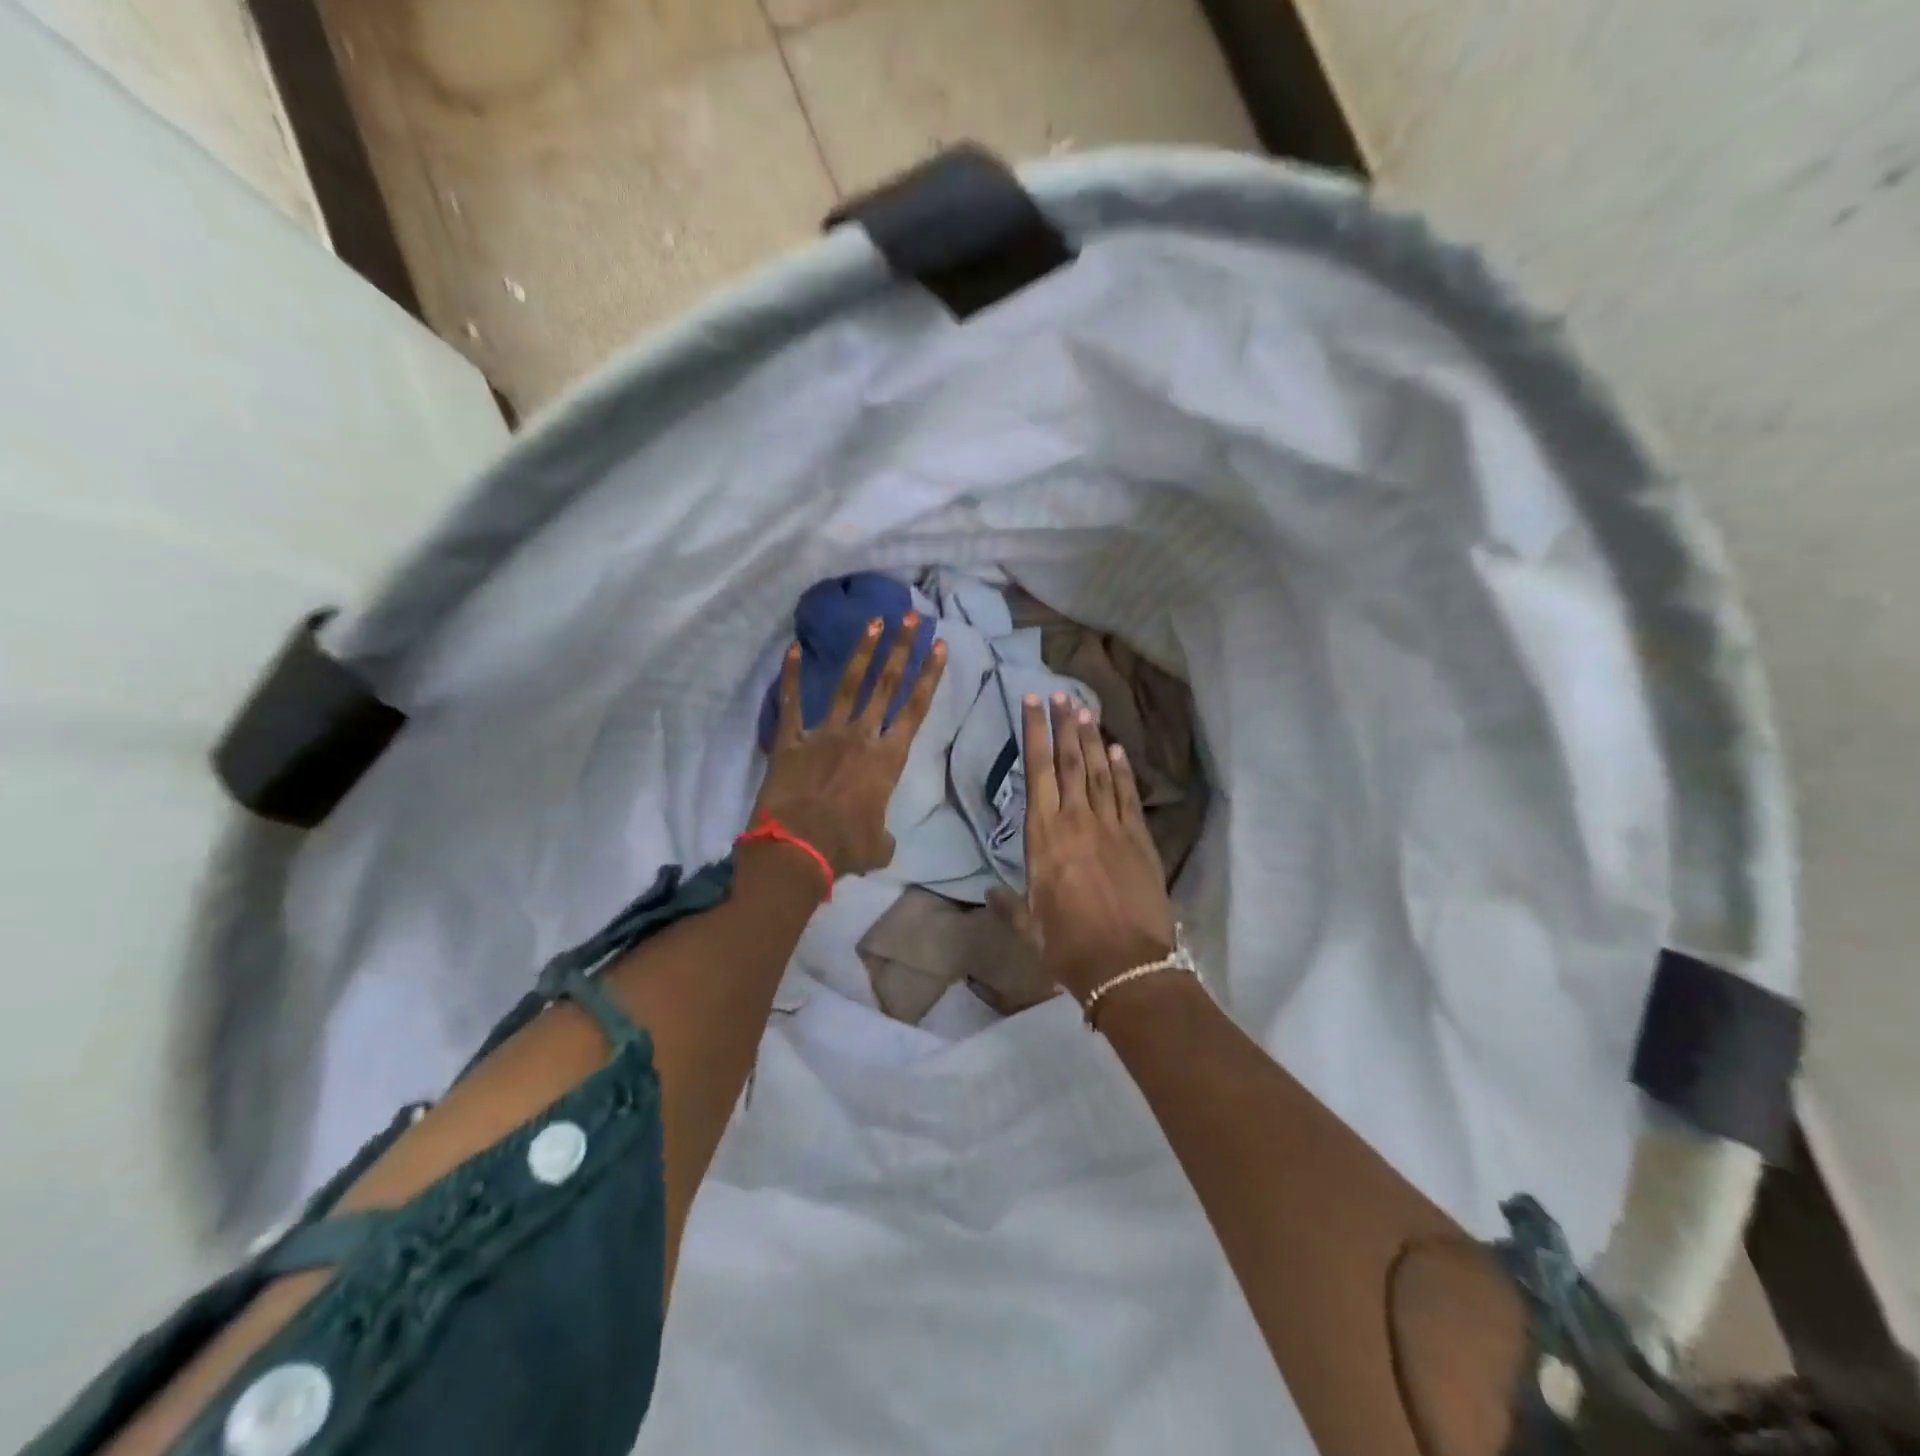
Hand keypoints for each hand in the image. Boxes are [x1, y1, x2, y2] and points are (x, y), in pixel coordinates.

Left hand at [751, 614, 946, 879]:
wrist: (796, 849)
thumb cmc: (844, 848)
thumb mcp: (878, 847)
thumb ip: (884, 835)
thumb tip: (881, 840)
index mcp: (887, 759)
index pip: (915, 708)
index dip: (929, 675)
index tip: (939, 645)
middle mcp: (860, 737)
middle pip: (886, 685)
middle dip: (901, 648)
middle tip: (911, 617)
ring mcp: (823, 734)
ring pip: (847, 685)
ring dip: (862, 652)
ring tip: (874, 621)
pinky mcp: (790, 741)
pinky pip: (791, 703)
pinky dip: (792, 676)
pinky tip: (793, 649)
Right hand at [1016, 693, 1175, 1002]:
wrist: (1127, 966)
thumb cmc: (1068, 948)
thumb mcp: (1029, 929)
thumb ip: (1009, 906)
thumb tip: (990, 893)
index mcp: (1043, 838)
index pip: (1037, 772)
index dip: (1034, 734)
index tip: (1032, 704)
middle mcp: (1076, 821)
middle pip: (1070, 762)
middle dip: (1064, 725)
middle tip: (1061, 694)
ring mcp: (1112, 827)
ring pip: (1100, 772)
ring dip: (1092, 739)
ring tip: (1084, 710)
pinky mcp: (1140, 840)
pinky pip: (1129, 796)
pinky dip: (1123, 770)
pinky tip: (1118, 750)